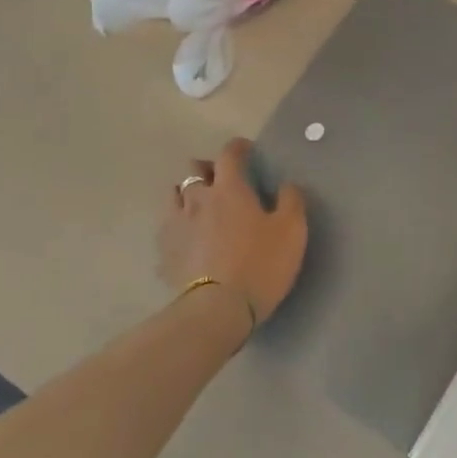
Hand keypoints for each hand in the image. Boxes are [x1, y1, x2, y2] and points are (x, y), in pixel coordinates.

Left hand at [158, 138, 306, 327]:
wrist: (218, 310)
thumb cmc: (260, 264)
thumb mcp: (292, 231)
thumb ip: (291, 200)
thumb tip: (286, 185)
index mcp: (229, 189)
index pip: (229, 154)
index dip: (238, 147)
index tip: (246, 150)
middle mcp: (197, 199)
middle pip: (194, 170)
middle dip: (208, 169)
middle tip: (222, 180)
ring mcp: (176, 225)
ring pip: (174, 195)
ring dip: (188, 194)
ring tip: (200, 206)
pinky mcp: (165, 252)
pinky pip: (168, 229)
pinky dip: (178, 226)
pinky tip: (187, 239)